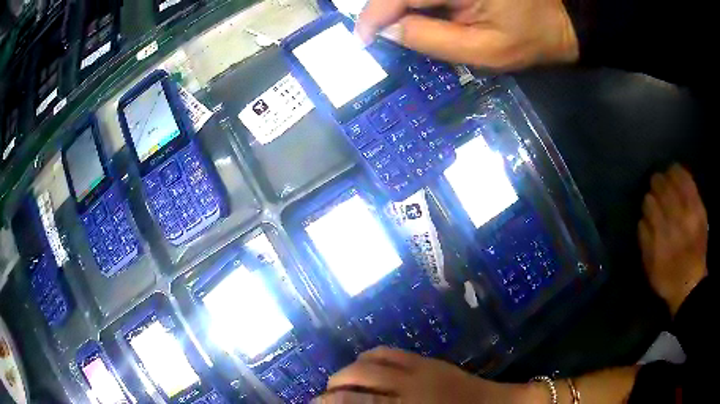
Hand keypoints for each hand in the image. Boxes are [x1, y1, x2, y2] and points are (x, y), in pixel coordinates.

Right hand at [318, 347, 533, 403]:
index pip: (356, 403)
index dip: (330, 403)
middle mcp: (406, 387)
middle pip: (357, 379)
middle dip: (332, 386)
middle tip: (323, 395)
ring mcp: (417, 369)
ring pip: (370, 361)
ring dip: (348, 369)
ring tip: (339, 379)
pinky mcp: (428, 360)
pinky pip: (390, 351)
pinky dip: (370, 356)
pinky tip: (364, 363)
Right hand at [355, 0, 578, 69]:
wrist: (556, 22)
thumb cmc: (529, 40)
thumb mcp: (483, 51)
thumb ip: (432, 40)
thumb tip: (388, 31)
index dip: (374, 16)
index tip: (362, 39)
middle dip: (384, 11)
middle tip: (378, 36)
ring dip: (398, 7)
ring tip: (397, 28)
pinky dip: (414, 4)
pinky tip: (418, 17)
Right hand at [639, 165, 707, 316]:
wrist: (691, 284)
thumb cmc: (668, 278)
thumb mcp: (650, 267)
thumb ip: (645, 241)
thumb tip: (642, 218)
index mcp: (662, 235)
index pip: (650, 204)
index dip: (647, 201)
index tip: (647, 202)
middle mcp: (675, 220)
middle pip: (662, 189)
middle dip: (656, 183)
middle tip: (655, 183)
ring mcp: (689, 213)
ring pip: (675, 182)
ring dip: (668, 176)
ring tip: (665, 176)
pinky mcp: (699, 209)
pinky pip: (689, 183)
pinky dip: (682, 174)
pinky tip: (676, 171)